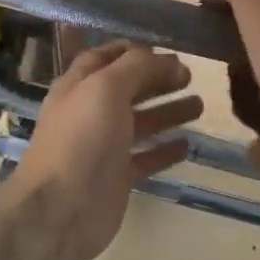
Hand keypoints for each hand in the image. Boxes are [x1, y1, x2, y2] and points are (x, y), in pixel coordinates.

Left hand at [10, 40, 201, 259]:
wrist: (60, 210)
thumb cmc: (81, 140)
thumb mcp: (106, 88)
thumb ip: (135, 67)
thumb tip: (164, 59)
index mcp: (79, 86)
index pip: (105, 58)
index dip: (133, 51)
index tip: (166, 49)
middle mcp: (90, 113)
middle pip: (127, 89)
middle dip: (157, 79)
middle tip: (190, 76)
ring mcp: (103, 147)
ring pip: (140, 123)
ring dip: (168, 111)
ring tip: (200, 105)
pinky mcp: (116, 177)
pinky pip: (145, 158)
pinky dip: (165, 150)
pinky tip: (188, 144)